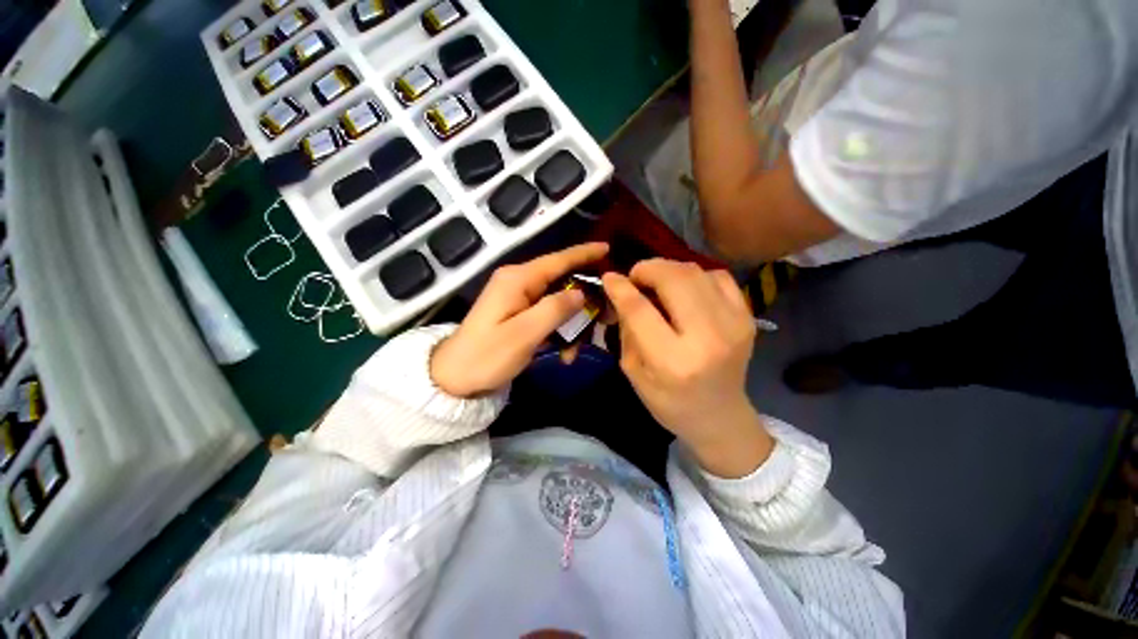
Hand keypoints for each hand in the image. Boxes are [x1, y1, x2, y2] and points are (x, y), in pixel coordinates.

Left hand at [431, 243, 608, 396]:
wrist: (455, 378)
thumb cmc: (486, 356)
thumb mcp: (524, 335)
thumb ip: (555, 310)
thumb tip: (582, 293)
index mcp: (518, 279)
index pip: (558, 260)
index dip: (584, 254)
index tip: (608, 248)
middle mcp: (519, 282)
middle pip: (562, 281)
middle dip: (585, 301)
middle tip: (605, 318)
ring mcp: (518, 298)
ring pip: (558, 301)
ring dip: (572, 324)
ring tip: (574, 352)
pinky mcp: (519, 313)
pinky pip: (548, 314)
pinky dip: (560, 331)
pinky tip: (564, 353)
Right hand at [603, 259, 773, 477]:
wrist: (720, 416)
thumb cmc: (669, 401)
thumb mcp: (634, 371)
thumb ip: (627, 329)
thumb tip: (622, 290)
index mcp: (672, 361)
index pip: (640, 310)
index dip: (620, 287)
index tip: (609, 277)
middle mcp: (707, 338)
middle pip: (673, 279)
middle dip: (647, 269)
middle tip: (635, 278)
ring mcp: (734, 324)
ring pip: (695, 272)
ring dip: (669, 270)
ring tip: (657, 283)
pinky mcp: (747, 317)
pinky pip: (718, 276)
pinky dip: (696, 275)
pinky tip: (685, 290)